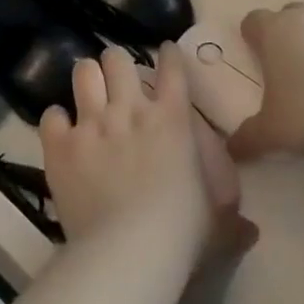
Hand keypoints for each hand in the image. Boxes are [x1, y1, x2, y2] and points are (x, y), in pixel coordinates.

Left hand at [41, 44, 253, 260]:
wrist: (129, 252)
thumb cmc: (182, 234)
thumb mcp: (217, 224)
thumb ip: (232, 220)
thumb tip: (252, 230)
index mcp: (172, 119)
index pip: (172, 68)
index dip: (168, 55)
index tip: (165, 52)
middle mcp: (130, 109)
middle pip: (118, 59)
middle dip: (116, 64)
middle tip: (117, 79)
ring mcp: (93, 123)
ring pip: (84, 72)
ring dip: (87, 79)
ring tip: (88, 90)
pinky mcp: (62, 145)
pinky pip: (51, 115)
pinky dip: (56, 121)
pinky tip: (60, 131)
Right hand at [228, 4, 303, 161]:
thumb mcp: (272, 130)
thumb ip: (248, 138)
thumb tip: (232, 150)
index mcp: (273, 31)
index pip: (253, 20)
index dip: (251, 36)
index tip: (252, 54)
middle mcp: (302, 20)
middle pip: (286, 16)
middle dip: (282, 35)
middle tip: (282, 66)